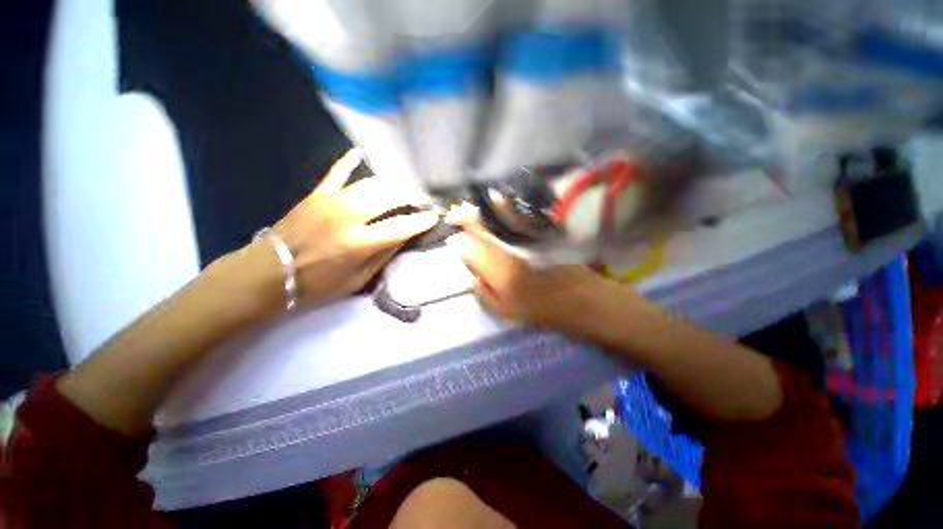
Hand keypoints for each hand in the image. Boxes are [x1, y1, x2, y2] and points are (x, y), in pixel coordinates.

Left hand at [271, 148, 438, 305]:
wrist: (271, 272)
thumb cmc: (319, 283)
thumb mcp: (359, 279)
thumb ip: (384, 255)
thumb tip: (404, 236)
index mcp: (360, 242)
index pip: (401, 226)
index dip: (421, 221)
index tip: (433, 217)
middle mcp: (349, 216)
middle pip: (390, 197)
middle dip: (411, 197)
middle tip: (422, 201)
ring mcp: (332, 200)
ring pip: (372, 183)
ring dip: (393, 184)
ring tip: (404, 190)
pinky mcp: (318, 193)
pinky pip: (337, 172)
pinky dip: (349, 161)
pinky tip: (359, 153)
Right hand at [445, 207, 605, 330]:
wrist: (581, 299)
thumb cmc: (542, 310)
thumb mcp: (506, 311)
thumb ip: (484, 293)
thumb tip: (471, 275)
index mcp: (500, 272)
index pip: (471, 252)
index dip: (458, 245)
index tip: (451, 241)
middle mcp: (512, 250)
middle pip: (483, 229)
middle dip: (465, 220)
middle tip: (453, 215)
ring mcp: (528, 238)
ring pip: (499, 218)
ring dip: (481, 211)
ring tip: (468, 207)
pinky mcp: (542, 232)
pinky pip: (520, 215)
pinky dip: (505, 207)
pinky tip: (496, 202)